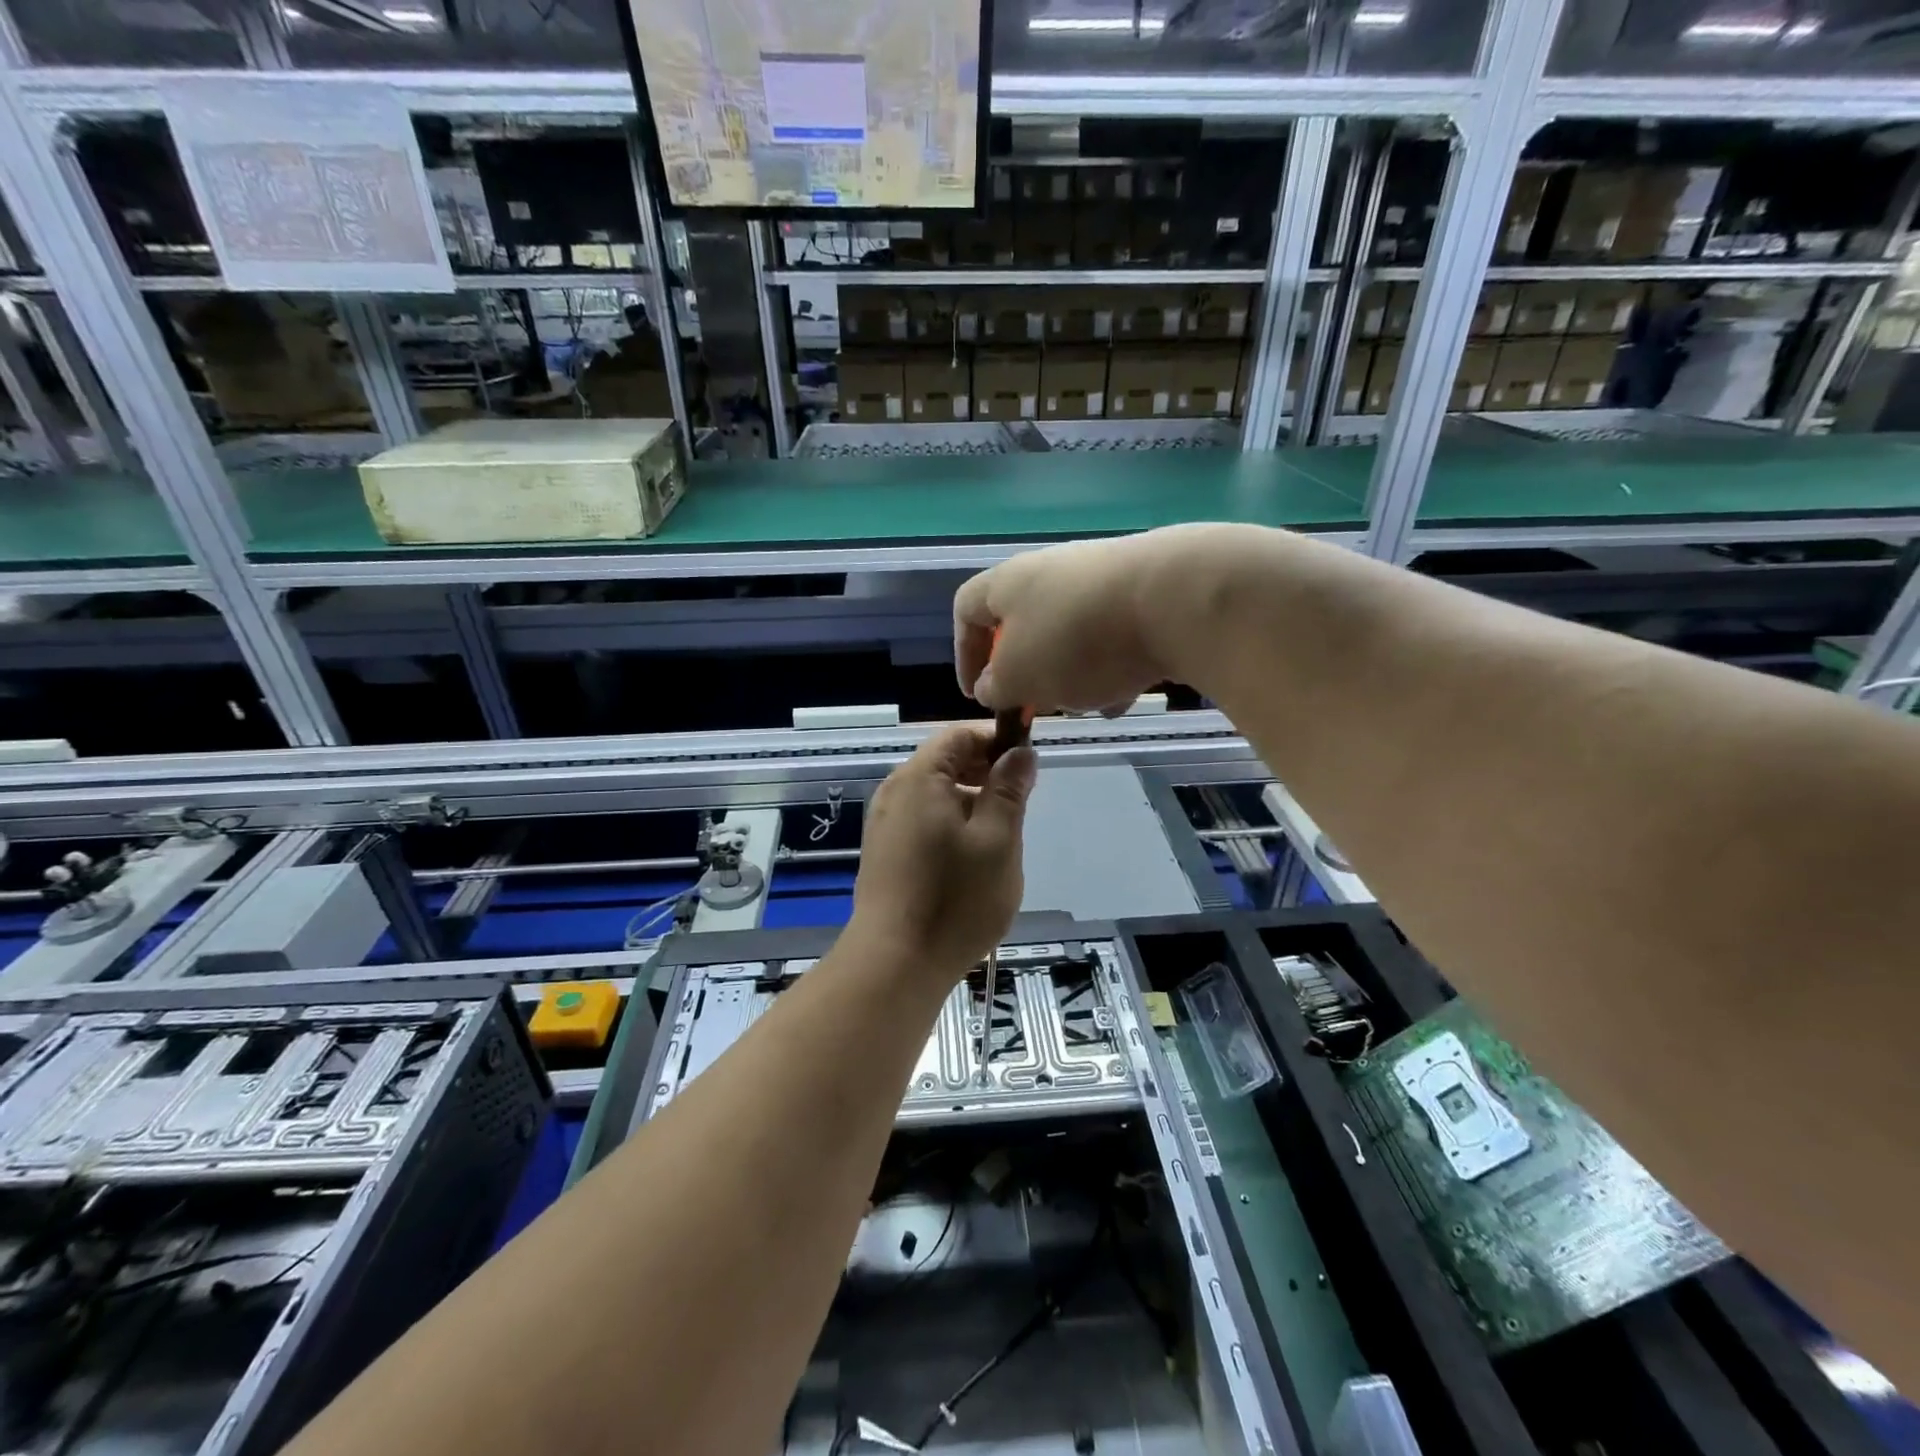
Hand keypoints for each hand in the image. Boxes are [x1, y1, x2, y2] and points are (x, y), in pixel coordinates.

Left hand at [849, 723, 1036, 981]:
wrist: (896, 962)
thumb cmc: (955, 898)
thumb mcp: (997, 839)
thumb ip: (1009, 789)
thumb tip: (1020, 751)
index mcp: (920, 777)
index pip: (960, 735)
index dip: (997, 741)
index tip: (1028, 766)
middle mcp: (895, 791)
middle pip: (946, 762)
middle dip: (986, 773)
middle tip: (1019, 805)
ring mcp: (885, 823)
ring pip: (937, 794)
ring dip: (972, 802)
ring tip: (1000, 837)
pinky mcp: (885, 851)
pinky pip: (923, 820)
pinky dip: (952, 825)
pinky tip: (970, 859)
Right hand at [953, 525, 1238, 713]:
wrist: (1175, 600)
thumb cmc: (1076, 640)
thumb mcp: (1018, 677)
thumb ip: (996, 686)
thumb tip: (992, 685)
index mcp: (1008, 583)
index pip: (967, 609)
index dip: (964, 654)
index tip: (976, 693)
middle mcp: (1052, 571)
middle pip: (1025, 624)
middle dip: (1030, 671)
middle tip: (1038, 704)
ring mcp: (1102, 577)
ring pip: (1072, 634)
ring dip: (1073, 674)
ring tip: (1089, 703)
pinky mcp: (1145, 591)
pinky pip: (1115, 635)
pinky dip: (1113, 666)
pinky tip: (1127, 694)